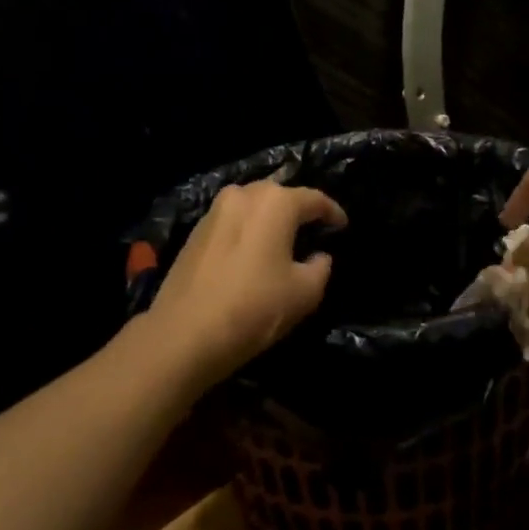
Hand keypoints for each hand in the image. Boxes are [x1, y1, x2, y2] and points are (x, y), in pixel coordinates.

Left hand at [146, 181, 347, 383]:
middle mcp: (243, 195)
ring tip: (282, 240)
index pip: (314, 199)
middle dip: (297, 209)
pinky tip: (252, 252)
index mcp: (275, 203)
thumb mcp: (305, 293)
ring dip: (268, 219)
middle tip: (312, 229)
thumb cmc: (254, 308)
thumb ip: (320, 268)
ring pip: (251, 206)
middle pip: (278, 196)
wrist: (185, 333)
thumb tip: (319, 257)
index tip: (343, 226)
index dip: (333, 212)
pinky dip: (247, 231)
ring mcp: (214, 212)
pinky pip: (231, 222)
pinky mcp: (194, 232)